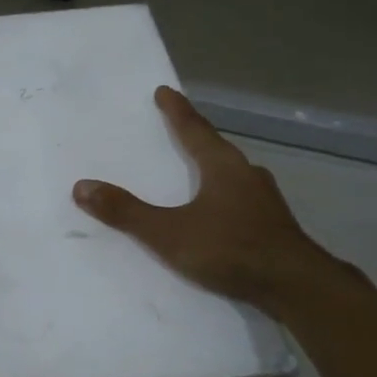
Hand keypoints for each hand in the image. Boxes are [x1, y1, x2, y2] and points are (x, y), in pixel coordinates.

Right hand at [73, 86, 335, 314]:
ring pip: (233, 173)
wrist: (294, 285)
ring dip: (213, 167)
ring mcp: (265, 200)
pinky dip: (225, 195)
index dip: (176, 111)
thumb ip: (127, 212)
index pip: (194, 129)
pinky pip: (242, 198)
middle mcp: (247, 174)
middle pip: (217, 147)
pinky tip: (221, 211)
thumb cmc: (230, 249)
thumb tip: (82, 187)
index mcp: (223, 166)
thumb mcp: (169, 233)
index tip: (165, 91)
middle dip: (196, 137)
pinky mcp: (273, 224)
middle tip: (179, 128)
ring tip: (197, 169)